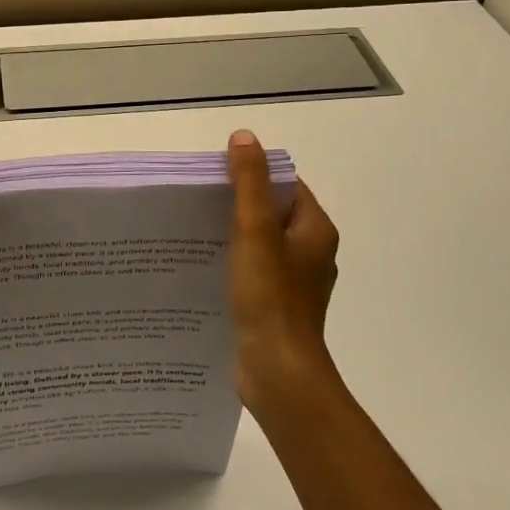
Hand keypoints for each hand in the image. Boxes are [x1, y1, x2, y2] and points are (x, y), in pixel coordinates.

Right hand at [225, 129, 340, 416]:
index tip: (216, 176)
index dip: (253, 175)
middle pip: (272, 213)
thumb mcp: (255, 231)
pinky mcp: (276, 306)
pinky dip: (233, 263)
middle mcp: (311, 252)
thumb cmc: (270, 297)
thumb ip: (249, 183)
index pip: (285, 186)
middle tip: (198, 202)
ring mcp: (294, 282)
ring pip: (261, 244)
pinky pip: (254, 271)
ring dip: (232, 235)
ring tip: (194, 230)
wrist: (278, 373)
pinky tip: (205, 267)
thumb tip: (244, 136)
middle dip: (237, 205)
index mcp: (315, 230)